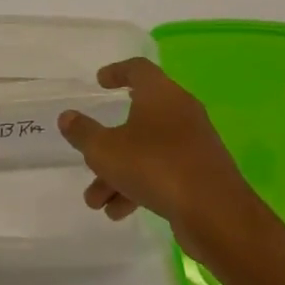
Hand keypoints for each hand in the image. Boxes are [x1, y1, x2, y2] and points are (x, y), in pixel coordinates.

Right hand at [59, 57, 257, 264]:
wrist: (216, 215)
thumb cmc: (155, 166)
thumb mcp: (105, 150)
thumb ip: (82, 132)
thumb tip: (67, 117)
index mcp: (161, 94)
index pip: (138, 69)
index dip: (116, 72)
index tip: (99, 82)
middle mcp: (181, 112)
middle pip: (138, 117)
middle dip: (108, 143)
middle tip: (88, 156)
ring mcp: (194, 144)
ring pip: (147, 150)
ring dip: (118, 173)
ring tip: (95, 202)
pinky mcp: (202, 174)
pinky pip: (163, 172)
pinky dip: (139, 186)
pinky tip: (118, 212)